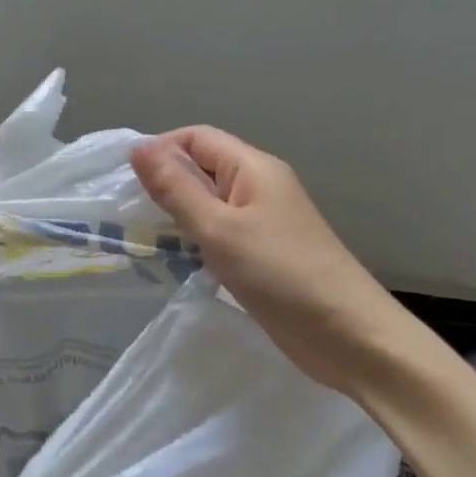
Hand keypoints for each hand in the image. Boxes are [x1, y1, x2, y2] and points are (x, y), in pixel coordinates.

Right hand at [131, 126, 403, 394]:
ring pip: (208, 203)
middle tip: (126, 213)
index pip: (196, 138)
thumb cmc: (282, 275)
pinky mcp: (263, 254)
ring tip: (143, 237)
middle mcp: (259, 186)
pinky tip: (174, 261)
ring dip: (177, 215)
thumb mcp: (219, 229)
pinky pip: (219, 233)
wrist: (351, 338)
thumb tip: (138, 148)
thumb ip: (175, 188)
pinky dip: (194, 240)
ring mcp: (263, 222)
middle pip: (201, 168)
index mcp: (253, 168)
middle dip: (164, 183)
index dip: (159, 150)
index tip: (124, 181)